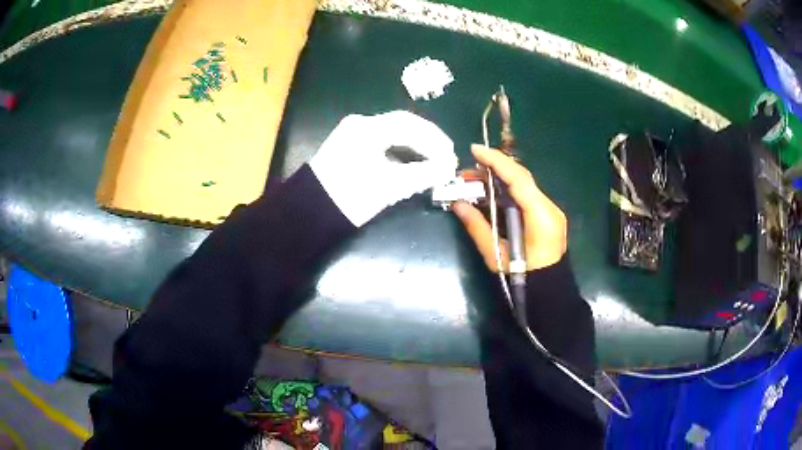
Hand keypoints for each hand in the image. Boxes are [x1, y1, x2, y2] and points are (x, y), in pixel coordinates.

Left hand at [310, 111, 456, 226]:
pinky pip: (381, 143)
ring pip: (392, 134)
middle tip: (445, 156)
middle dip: (427, 141)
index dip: (435, 139)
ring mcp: (352, 135)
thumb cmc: (351, 196)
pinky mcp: (349, 148)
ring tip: (433, 161)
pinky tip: (411, 163)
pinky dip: (399, 152)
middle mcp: (360, 124)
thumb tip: (448, 168)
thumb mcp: (391, 185)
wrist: (311, 213)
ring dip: (414, 146)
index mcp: (368, 128)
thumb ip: (424, 174)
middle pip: (402, 125)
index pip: (410, 125)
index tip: (451, 154)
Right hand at [453, 145, 566, 270]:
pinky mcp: (547, 214)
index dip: (497, 161)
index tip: (475, 150)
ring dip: (498, 180)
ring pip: (523, 185)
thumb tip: (457, 204)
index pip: (518, 179)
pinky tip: (490, 194)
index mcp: (540, 217)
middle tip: (466, 173)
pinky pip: (526, 195)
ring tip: (473, 182)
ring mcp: (551, 210)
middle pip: (521, 178)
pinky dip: (507, 191)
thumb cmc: (522, 277)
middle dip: (493, 169)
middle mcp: (549, 208)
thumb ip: (477, 226)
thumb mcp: (495, 254)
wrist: (548, 290)